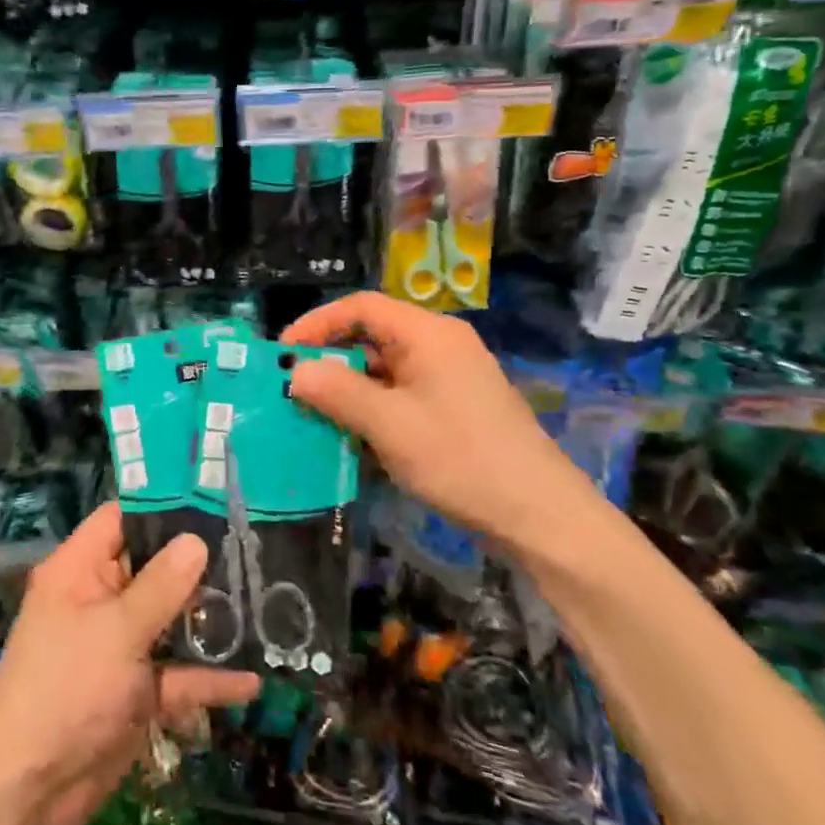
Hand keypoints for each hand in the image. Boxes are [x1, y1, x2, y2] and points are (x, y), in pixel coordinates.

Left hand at [0, 502, 259, 824]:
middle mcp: (98, 600)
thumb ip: (161, 586)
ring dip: (207, 621)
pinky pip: (174, 675)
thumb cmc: (65, 689)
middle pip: (152, 568)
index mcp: (79, 570)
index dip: (160, 507)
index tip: (212, 500)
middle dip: (197, 564)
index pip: (120, 520)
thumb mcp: (116, 631)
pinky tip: (251, 681)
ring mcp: (117, 647)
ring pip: (168, 621)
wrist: (28, 793)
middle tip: (253, 549)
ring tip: (264, 604)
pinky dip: (207, 678)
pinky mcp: (133, 693)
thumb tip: (196, 539)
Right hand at [283, 292, 603, 553]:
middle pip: (371, 337)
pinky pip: (401, 396)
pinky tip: (355, 442)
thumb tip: (295, 371)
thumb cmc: (461, 458)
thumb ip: (338, 392)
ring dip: (349, 391)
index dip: (317, 324)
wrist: (541, 516)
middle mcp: (439, 345)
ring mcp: (450, 378)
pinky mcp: (455, 408)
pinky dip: (373, 410)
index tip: (284, 354)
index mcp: (428, 334)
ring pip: (384, 371)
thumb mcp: (390, 425)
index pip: (360, 308)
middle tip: (294, 389)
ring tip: (316, 418)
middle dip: (330, 362)